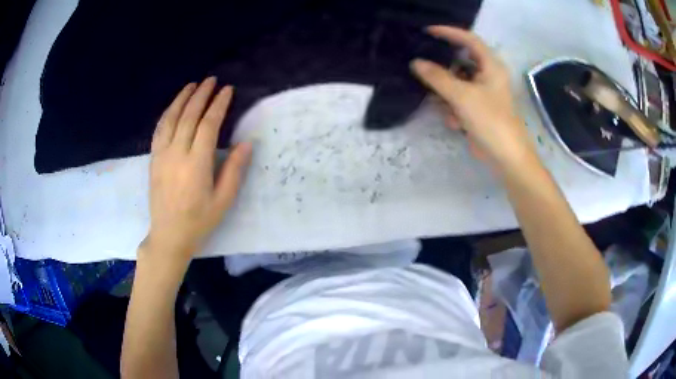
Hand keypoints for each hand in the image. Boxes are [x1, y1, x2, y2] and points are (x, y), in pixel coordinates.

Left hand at [144, 77, 251, 261]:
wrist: (169, 236)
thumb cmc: (199, 221)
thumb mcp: (223, 200)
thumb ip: (234, 170)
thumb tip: (246, 143)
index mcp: (197, 164)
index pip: (208, 125)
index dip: (218, 105)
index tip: (227, 90)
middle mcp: (177, 154)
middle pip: (188, 116)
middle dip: (201, 95)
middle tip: (211, 80)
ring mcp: (162, 155)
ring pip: (171, 119)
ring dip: (182, 99)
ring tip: (192, 85)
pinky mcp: (153, 160)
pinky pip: (159, 130)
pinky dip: (167, 114)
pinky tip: (173, 106)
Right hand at [411, 26, 537, 173]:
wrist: (506, 157)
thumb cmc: (490, 121)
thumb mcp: (462, 96)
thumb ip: (437, 77)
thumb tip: (416, 63)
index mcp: (491, 66)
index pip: (468, 39)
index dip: (448, 32)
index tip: (426, 32)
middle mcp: (488, 75)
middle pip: (460, 61)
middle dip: (443, 69)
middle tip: (424, 69)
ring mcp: (483, 92)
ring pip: (457, 81)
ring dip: (447, 92)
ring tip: (442, 104)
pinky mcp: (478, 108)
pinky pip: (459, 98)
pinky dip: (453, 107)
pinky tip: (455, 122)